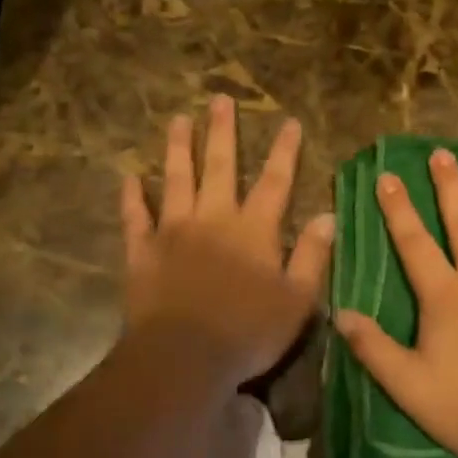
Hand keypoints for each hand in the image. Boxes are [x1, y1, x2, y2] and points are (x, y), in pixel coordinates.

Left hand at [121, 97, 333, 387]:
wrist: (183, 357)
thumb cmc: (248, 332)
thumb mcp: (297, 300)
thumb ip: (312, 255)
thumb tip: (327, 216)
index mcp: (253, 229)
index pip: (274, 181)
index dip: (284, 151)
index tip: (288, 121)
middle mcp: (213, 219)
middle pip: (219, 166)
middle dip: (222, 132)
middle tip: (219, 99)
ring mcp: (173, 232)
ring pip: (175, 180)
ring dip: (178, 148)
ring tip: (177, 120)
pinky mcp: (142, 252)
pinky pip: (135, 217)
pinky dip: (132, 197)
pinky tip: (129, 176)